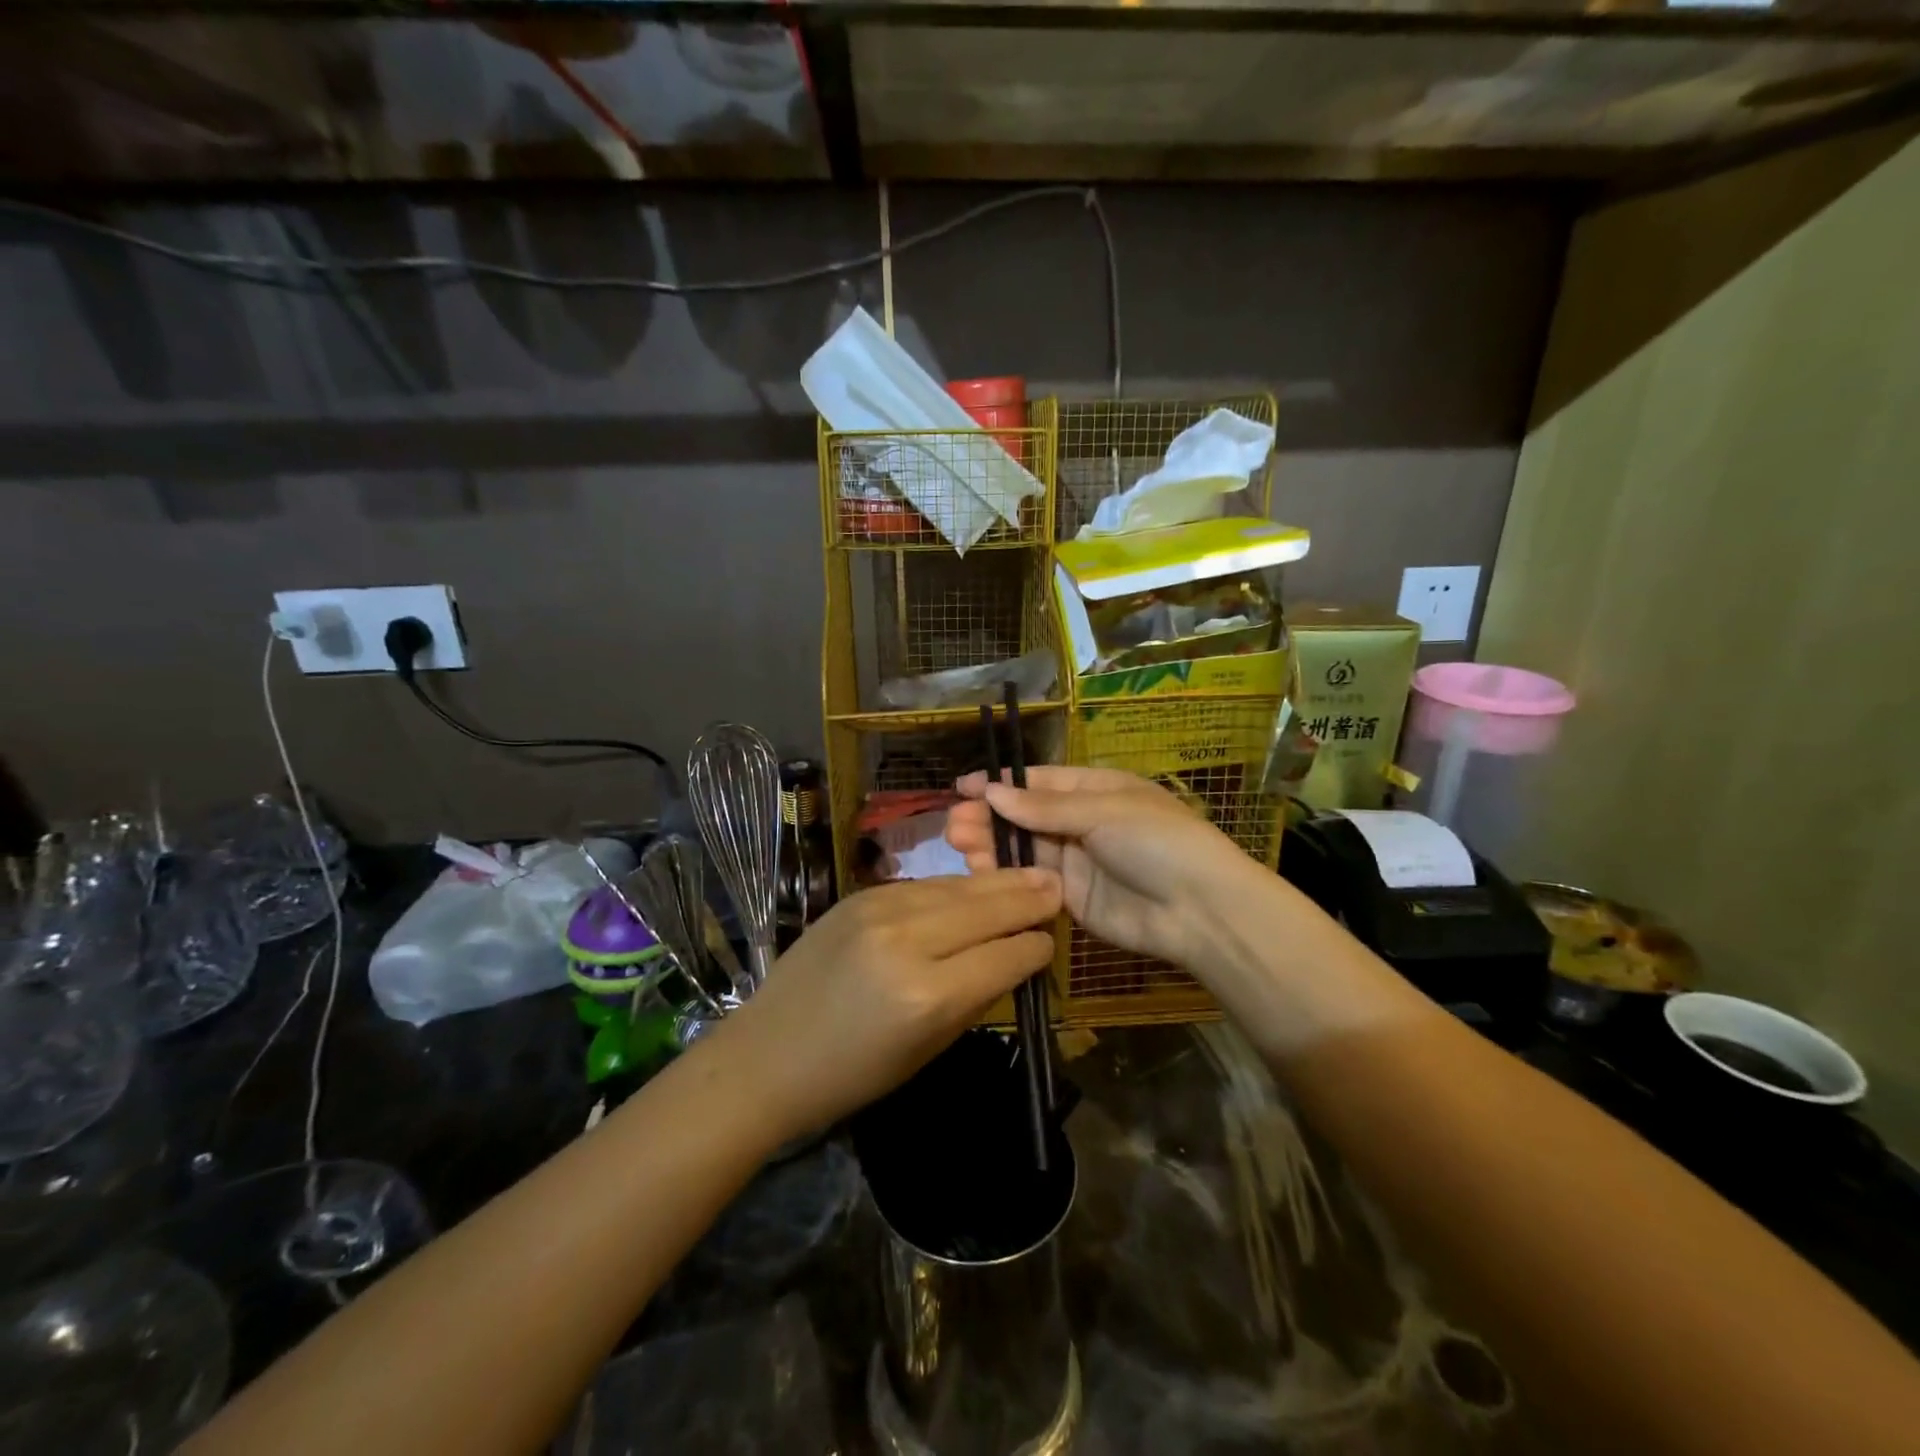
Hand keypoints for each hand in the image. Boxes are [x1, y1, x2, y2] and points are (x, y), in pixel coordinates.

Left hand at [700, 868, 1060, 1142]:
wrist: (767, 1054)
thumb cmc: (851, 1074)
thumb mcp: (927, 1050)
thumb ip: (975, 998)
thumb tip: (1014, 957)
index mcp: (927, 995)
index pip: (1004, 955)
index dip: (1034, 946)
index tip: (1050, 941)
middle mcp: (906, 941)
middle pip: (985, 909)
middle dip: (1026, 898)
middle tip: (1057, 884)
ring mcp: (879, 910)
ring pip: (956, 888)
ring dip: (996, 883)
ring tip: (1029, 874)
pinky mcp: (858, 895)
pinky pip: (923, 885)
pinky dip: (954, 887)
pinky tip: (975, 885)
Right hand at [947, 766, 1257, 970]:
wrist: (1200, 910)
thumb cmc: (1156, 841)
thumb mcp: (1103, 811)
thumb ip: (1045, 808)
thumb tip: (992, 792)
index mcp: (1094, 789)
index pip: (1038, 782)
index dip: (1000, 783)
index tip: (961, 788)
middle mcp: (1081, 822)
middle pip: (1024, 816)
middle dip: (989, 817)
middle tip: (953, 825)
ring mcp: (1075, 862)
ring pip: (1023, 849)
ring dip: (991, 845)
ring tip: (959, 845)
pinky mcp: (1071, 899)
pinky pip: (1031, 883)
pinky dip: (1006, 877)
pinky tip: (979, 872)